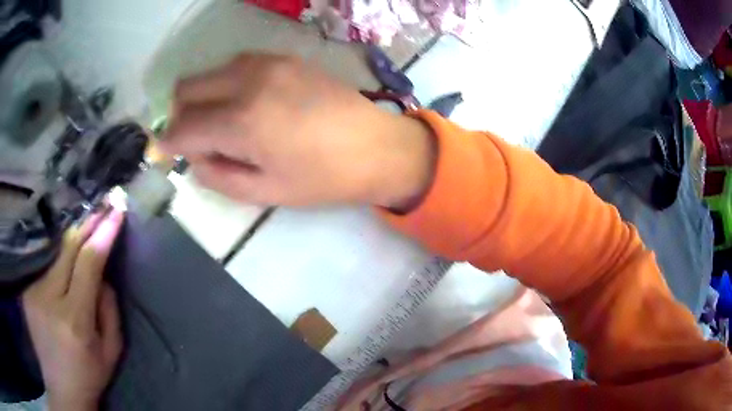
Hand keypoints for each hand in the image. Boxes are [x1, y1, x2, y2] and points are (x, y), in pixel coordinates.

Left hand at [23, 208, 124, 410]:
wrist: (60, 389)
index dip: (103, 233)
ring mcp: (33, 293)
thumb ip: (109, 311)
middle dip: (88, 224)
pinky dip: (59, 262)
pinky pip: (45, 268)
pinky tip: (65, 264)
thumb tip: (103, 276)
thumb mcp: (110, 352)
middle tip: (103, 206)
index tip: (116, 210)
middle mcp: (49, 300)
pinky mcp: (26, 292)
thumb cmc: (89, 375)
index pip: (88, 263)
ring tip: (86, 231)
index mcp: (75, 320)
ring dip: (73, 243)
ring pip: (56, 255)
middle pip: (68, 249)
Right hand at [162, 53, 435, 209]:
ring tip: (224, 125)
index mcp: (241, 120)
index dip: (168, 143)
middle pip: (186, 88)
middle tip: (196, 139)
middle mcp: (247, 80)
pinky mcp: (283, 57)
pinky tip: (247, 105)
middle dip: (180, 115)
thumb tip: (193, 157)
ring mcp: (267, 62)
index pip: (181, 127)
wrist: (378, 146)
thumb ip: (217, 176)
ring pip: (209, 73)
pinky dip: (227, 85)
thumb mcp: (265, 192)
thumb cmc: (324, 178)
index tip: (166, 153)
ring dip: (203, 98)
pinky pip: (236, 66)